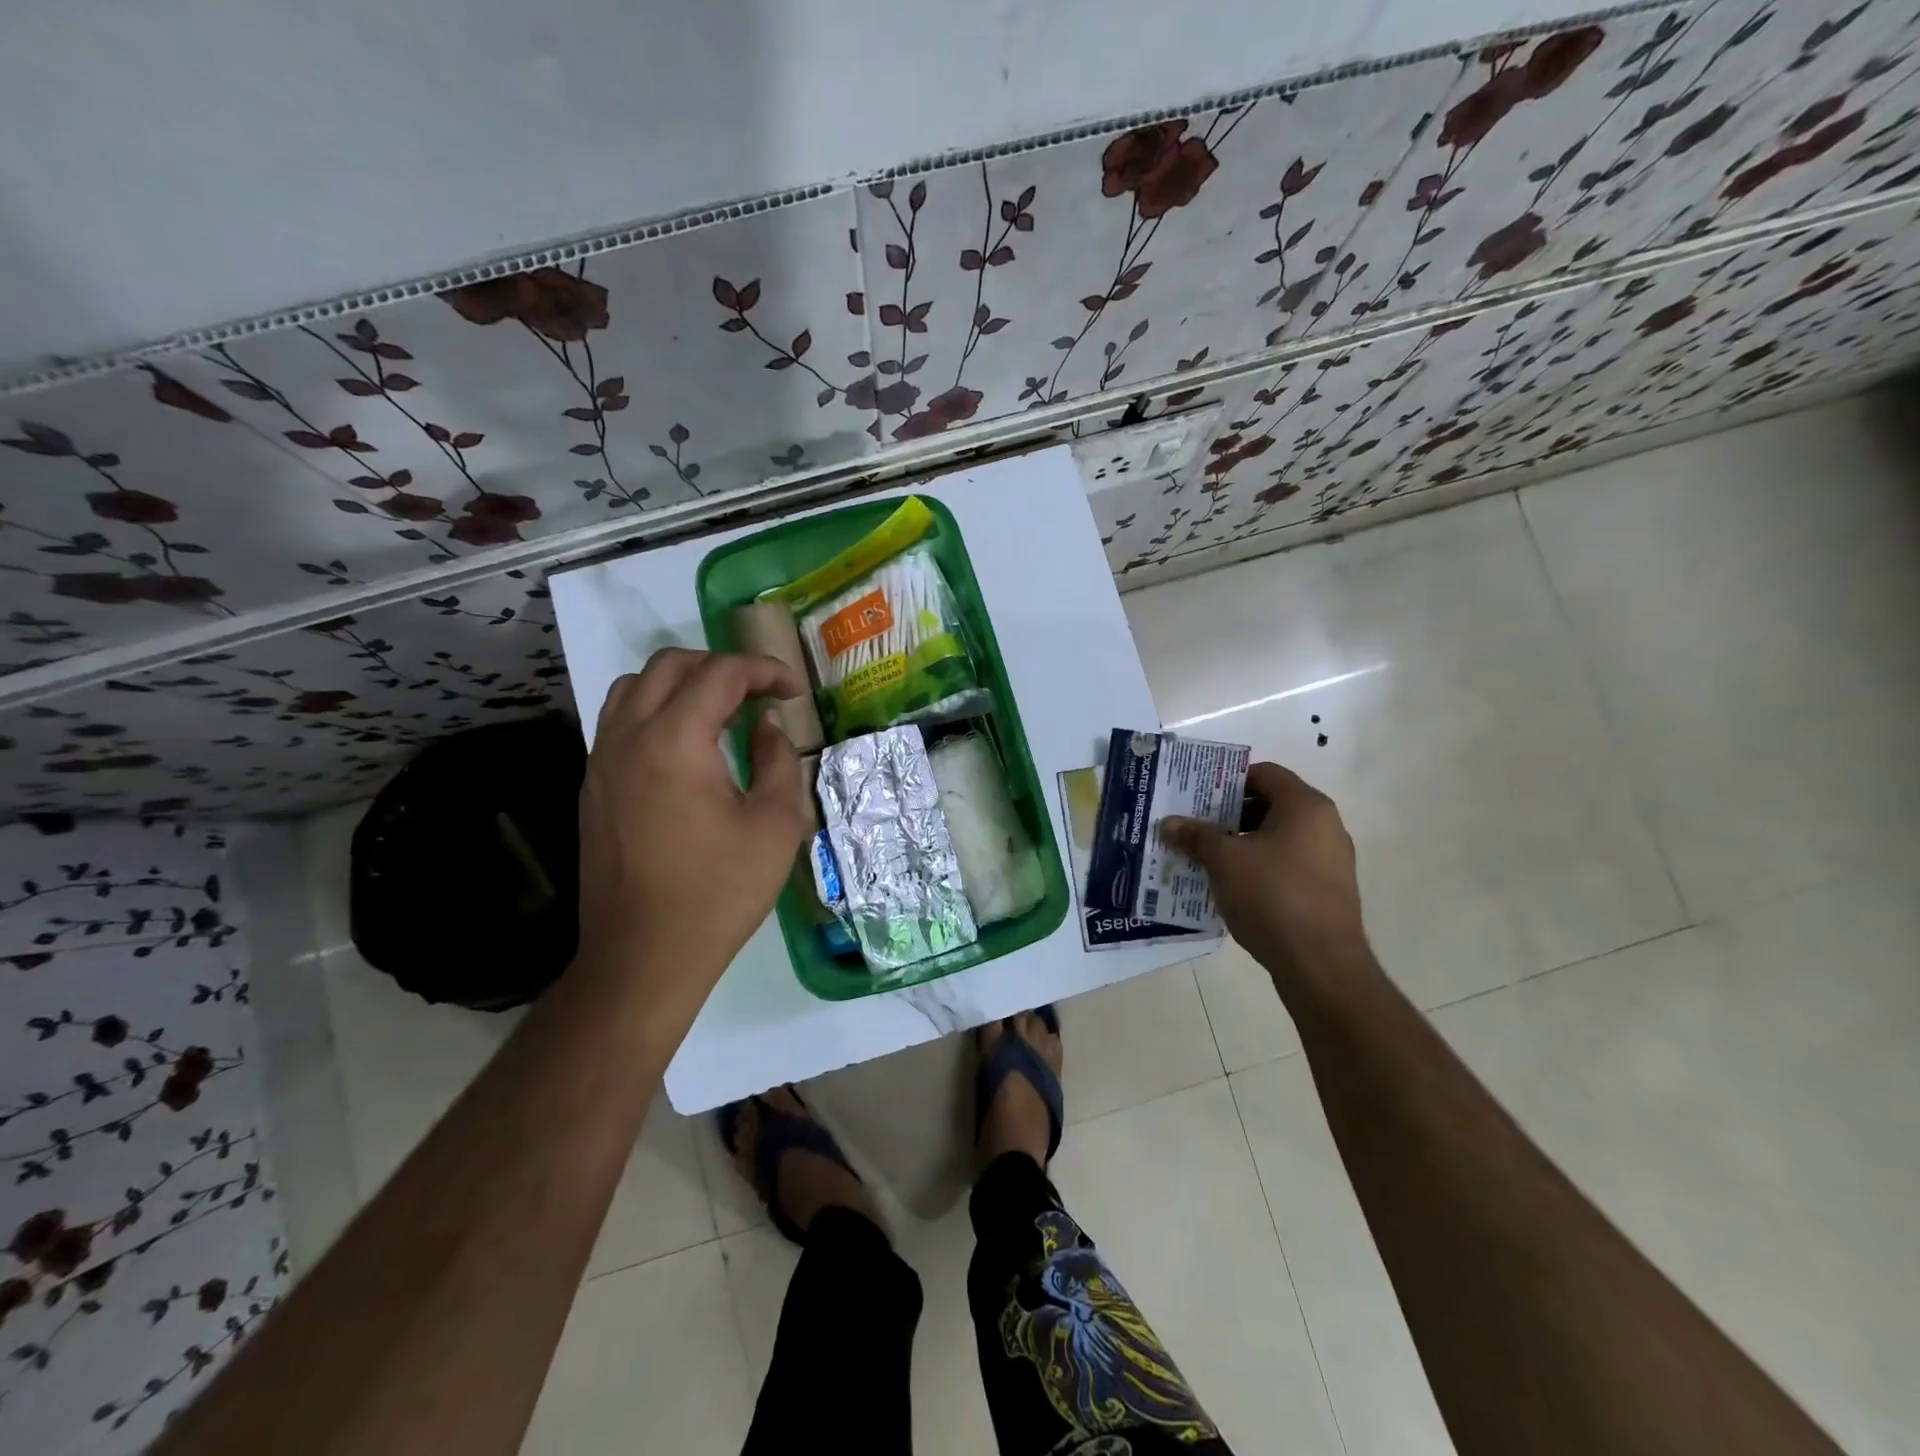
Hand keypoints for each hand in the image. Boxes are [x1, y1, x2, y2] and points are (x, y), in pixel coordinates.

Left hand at [575, 648, 809, 1024]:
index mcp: (675, 740)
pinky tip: (686, 748)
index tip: (794, 692)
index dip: (765, 671)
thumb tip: (766, 726)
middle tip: (759, 694)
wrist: (644, 955)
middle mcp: (628, 736)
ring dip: (682, 683)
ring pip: (635, 687)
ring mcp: (602, 760)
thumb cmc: (719, 891)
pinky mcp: (592, 786)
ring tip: (720, 712)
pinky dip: (656, 711)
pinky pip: (620, 721)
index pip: (720, 674)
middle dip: (722, 667)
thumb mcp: (775, 825)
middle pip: (671, 665)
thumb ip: (778, 760)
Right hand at [1160, 762, 1368, 993]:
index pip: (1265, 773)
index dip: (1228, 780)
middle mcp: (1326, 826)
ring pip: (1278, 838)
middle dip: (1230, 814)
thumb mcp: (1223, 861)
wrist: (1320, 965)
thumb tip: (1170, 823)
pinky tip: (1232, 886)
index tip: (1198, 795)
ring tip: (1206, 857)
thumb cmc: (1272, 896)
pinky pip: (1287, 865)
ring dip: (1242, 843)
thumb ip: (1196, 836)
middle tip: (1195, 825)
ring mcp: (1330, 861)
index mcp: (1306, 806)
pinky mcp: (1328, 891)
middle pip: (1270, 805)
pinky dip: (1260, 867)